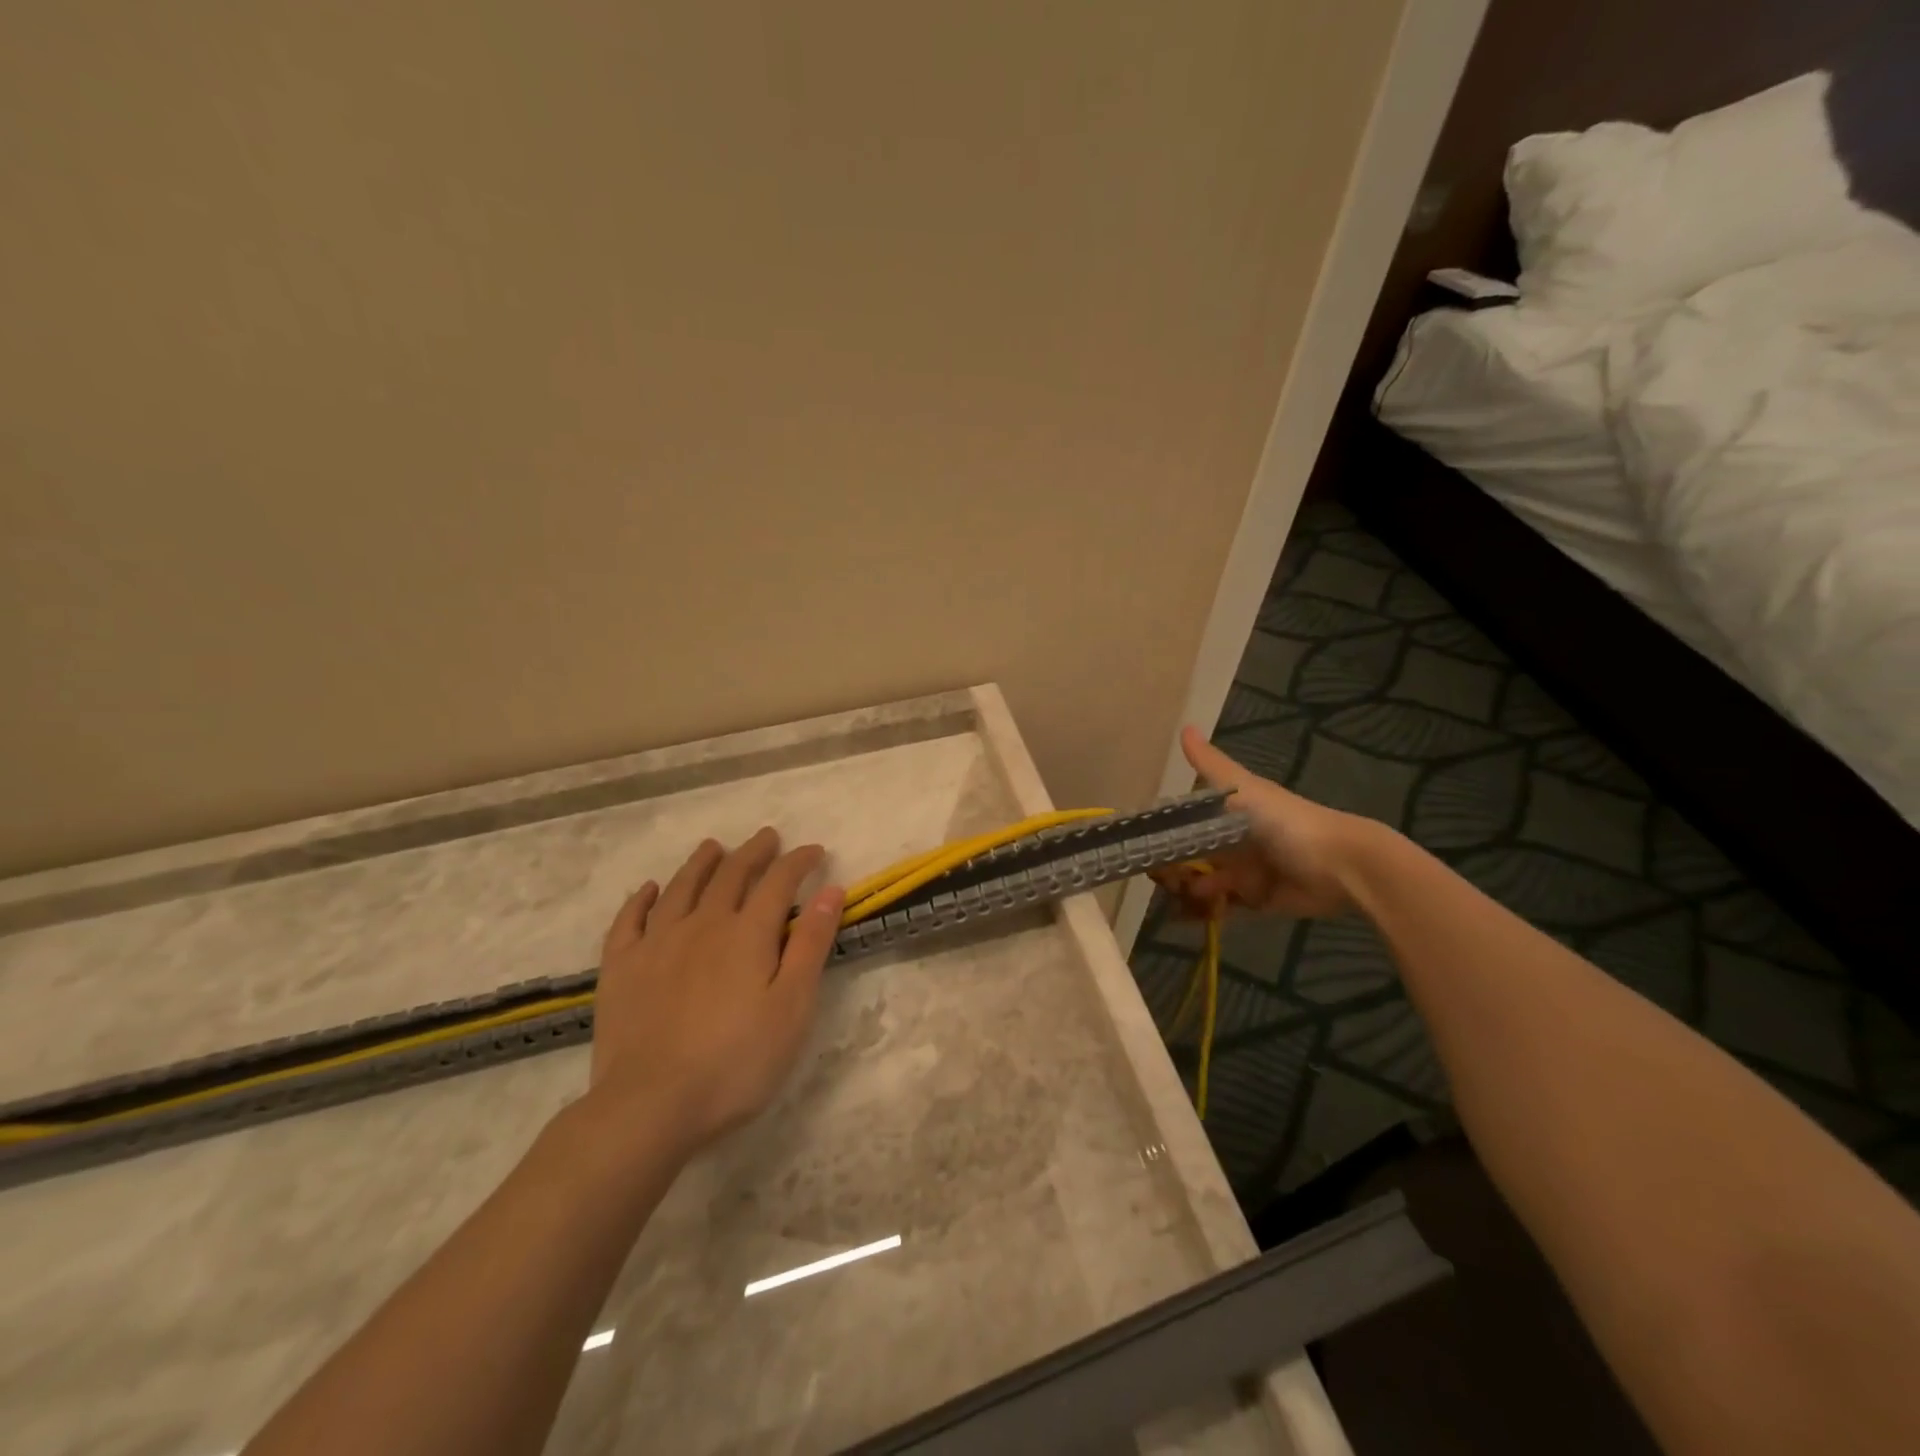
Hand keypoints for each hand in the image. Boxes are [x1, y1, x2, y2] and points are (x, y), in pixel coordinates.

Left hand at [589, 828, 844, 1156]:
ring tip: (713, 847)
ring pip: (681, 887)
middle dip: (753, 852)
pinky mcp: (621, 968)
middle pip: (731, 874)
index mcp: (747, 933)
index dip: (799, 861)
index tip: (814, 851)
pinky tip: (649, 890)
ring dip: (701, 862)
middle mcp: (702, 924)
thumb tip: (831, 890)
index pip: (779, 881)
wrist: (650, 1106)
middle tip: (767, 837)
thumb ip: (811, 945)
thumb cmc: (736, 1061)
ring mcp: (656, 943)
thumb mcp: (792, 1007)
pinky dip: (641, 899)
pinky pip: (629, 919)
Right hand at [1152, 726, 1378, 919]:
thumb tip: (1184, 726)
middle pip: (1193, 855)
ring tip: (1173, 898)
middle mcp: (1234, 842)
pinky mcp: (1256, 901)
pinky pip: (1224, 909)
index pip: (1187, 822)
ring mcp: (1245, 873)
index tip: (1142, 842)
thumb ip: (1211, 764)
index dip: (1165, 832)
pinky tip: (1182, 917)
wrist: (1339, 865)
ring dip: (1186, 891)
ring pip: (1204, 883)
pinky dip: (1204, 913)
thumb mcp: (1243, 789)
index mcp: (1230, 814)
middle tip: (1157, 877)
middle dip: (1172, 867)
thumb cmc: (1285, 822)